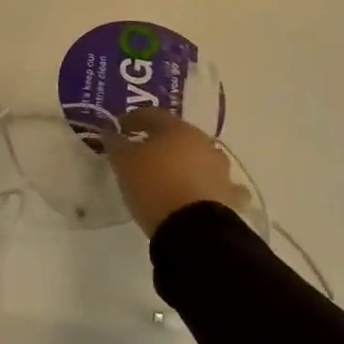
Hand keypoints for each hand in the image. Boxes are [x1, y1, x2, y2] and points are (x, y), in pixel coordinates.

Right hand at [103, 107, 250, 235]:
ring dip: (187, 162)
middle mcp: (203, 143)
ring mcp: (221, 170)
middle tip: (143, 151)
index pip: (152, 115)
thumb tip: (111, 133)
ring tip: (170, 175)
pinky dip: (209, 186)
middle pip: (179, 135)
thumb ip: (116, 144)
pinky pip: (219, 185)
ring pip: (201, 158)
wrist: (194, 229)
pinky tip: (200, 193)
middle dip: (161, 140)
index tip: (119, 128)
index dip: (133, 119)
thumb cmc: (153, 186)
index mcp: (177, 129)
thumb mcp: (123, 162)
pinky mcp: (232, 196)